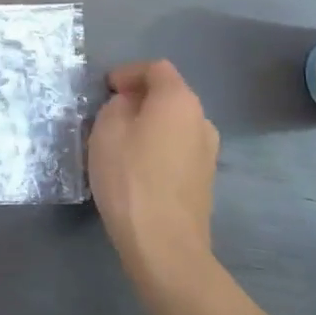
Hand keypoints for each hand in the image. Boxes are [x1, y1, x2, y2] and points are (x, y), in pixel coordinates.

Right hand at [89, 60, 218, 281]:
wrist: (165, 245)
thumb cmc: (130, 177)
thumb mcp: (107, 129)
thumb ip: (118, 105)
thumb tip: (130, 106)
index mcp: (179, 100)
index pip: (156, 68)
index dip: (129, 73)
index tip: (107, 89)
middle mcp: (201, 120)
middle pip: (169, 95)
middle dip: (140, 98)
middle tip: (110, 113)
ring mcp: (208, 152)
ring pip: (174, 124)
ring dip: (151, 125)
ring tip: (122, 143)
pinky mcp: (205, 180)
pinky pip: (178, 149)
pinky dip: (159, 148)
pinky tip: (138, 168)